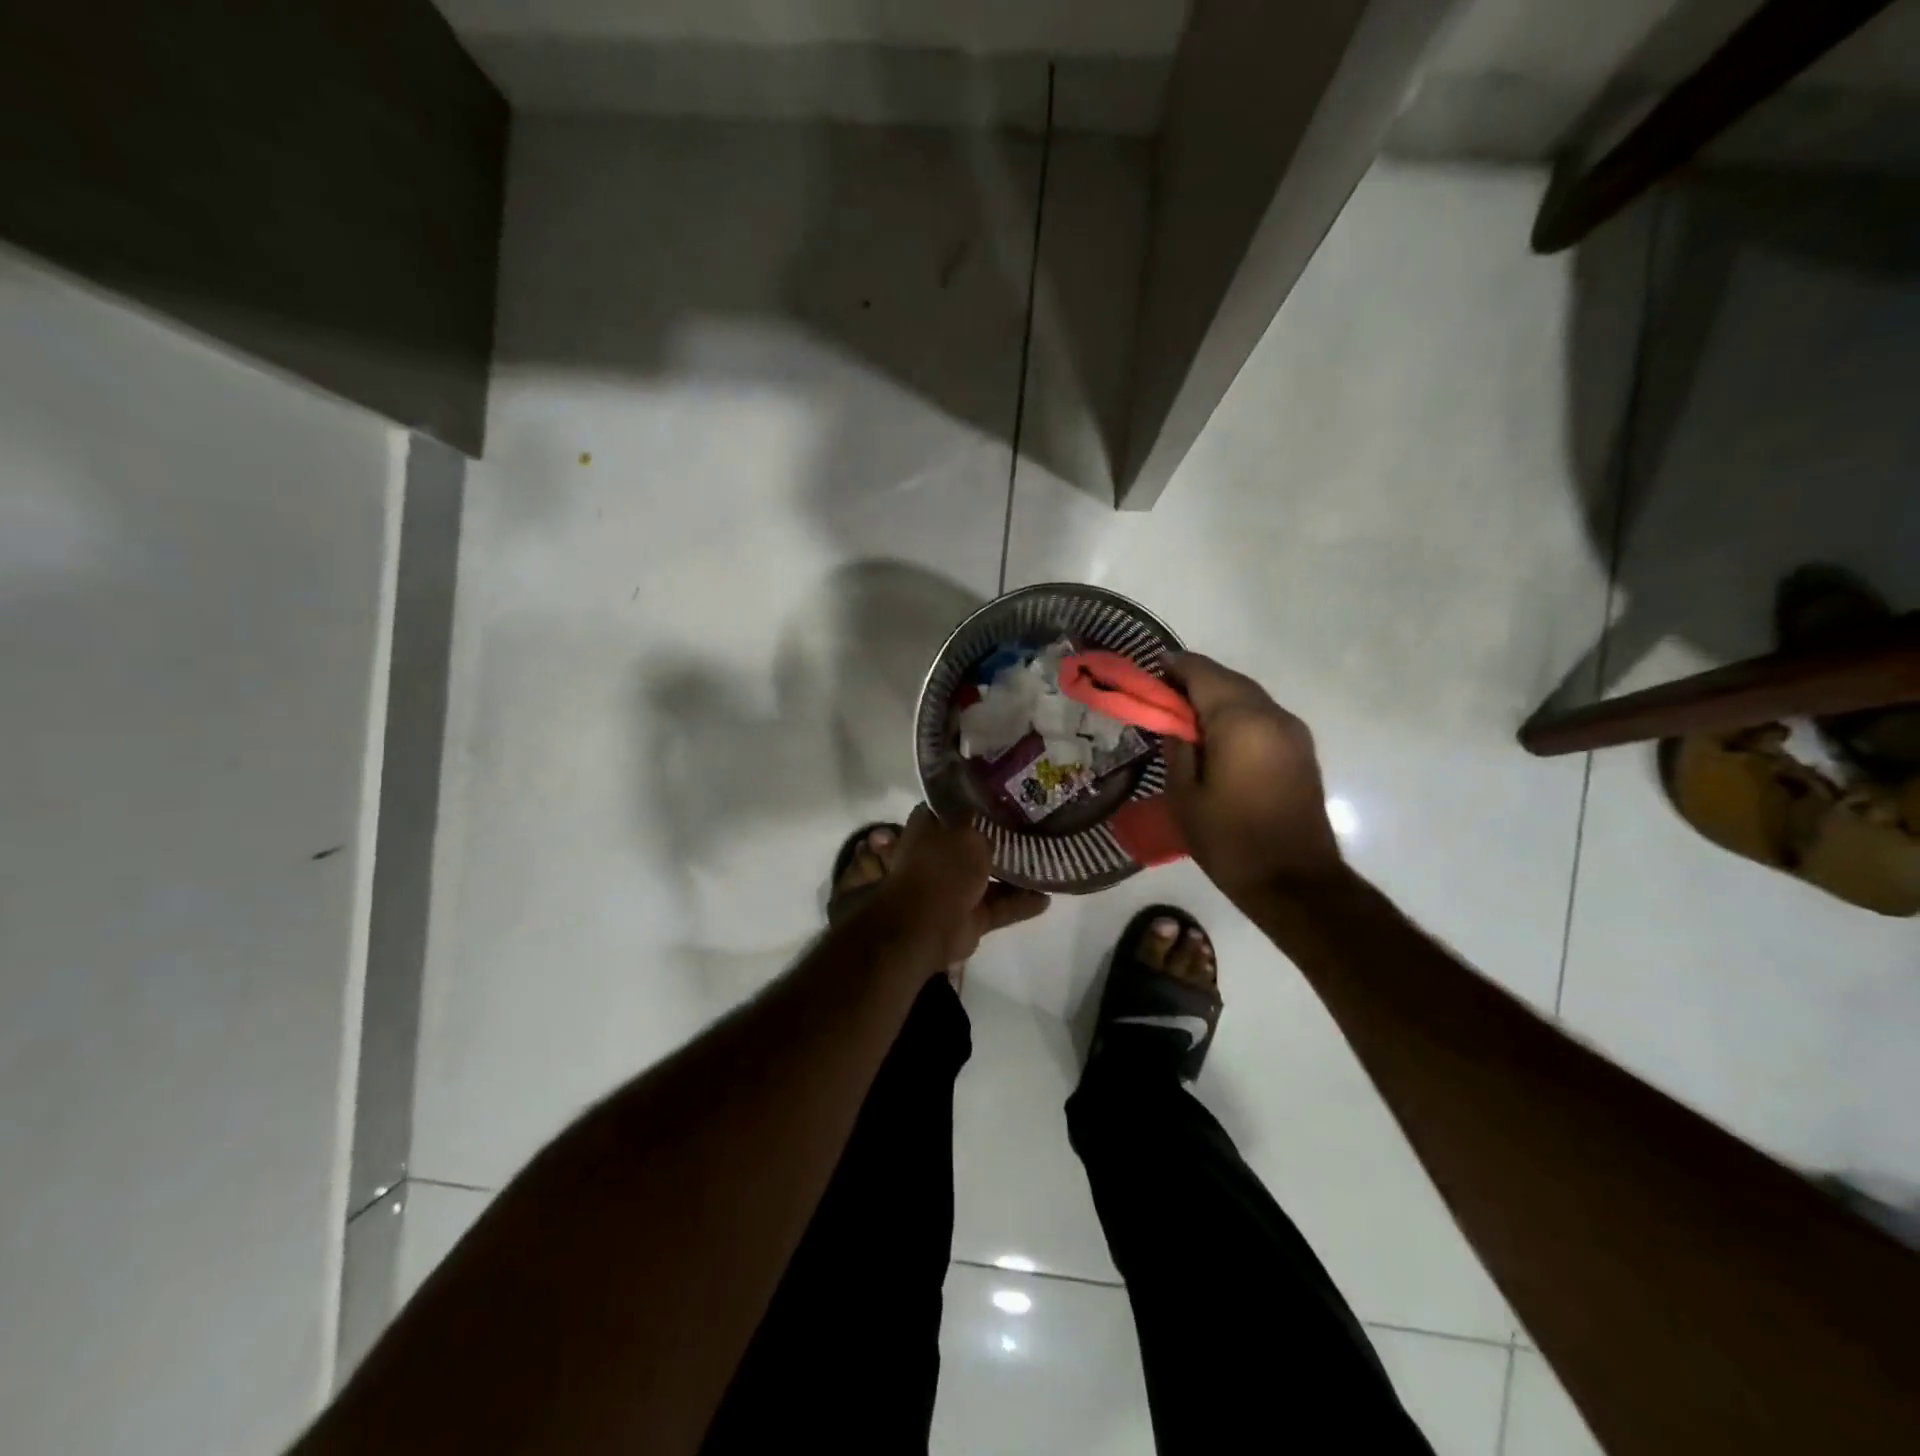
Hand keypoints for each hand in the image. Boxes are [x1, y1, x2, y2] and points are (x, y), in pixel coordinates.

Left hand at [879, 805, 1050, 964]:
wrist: (924, 927)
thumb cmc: (941, 867)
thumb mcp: (966, 829)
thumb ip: (985, 821)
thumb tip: (997, 814)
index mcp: (931, 825)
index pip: (959, 803)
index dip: (984, 799)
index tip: (1015, 794)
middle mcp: (941, 852)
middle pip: (979, 840)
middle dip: (1006, 836)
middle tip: (1041, 826)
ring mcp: (955, 886)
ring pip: (992, 875)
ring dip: (1018, 872)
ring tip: (1051, 860)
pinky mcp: (970, 915)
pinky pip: (1001, 905)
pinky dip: (1022, 903)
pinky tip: (1048, 897)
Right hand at [1162, 653, 1344, 903]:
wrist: (1294, 882)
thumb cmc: (1229, 840)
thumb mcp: (1183, 796)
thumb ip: (1176, 748)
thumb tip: (1174, 722)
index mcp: (1239, 721)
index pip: (1202, 673)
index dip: (1173, 667)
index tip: (1150, 673)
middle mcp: (1272, 715)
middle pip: (1228, 679)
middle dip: (1195, 681)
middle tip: (1163, 698)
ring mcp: (1293, 731)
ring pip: (1248, 696)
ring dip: (1217, 697)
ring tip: (1186, 718)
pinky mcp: (1301, 749)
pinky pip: (1263, 716)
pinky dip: (1237, 714)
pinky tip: (1217, 737)